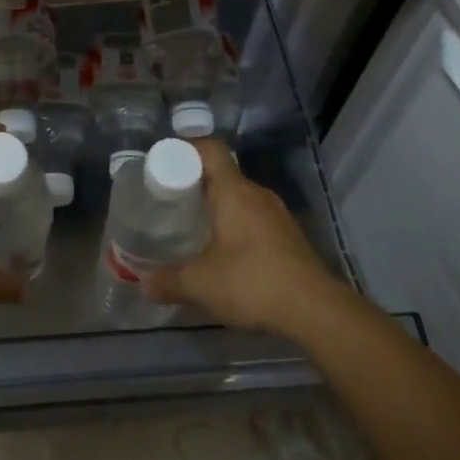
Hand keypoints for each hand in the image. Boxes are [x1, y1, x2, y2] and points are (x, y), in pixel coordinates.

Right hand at [145, 139, 334, 335]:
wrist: (316, 311)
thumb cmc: (252, 283)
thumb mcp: (200, 284)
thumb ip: (167, 281)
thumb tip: (143, 283)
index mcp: (233, 191)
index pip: (210, 148)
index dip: (186, 148)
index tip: (165, 162)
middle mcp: (257, 194)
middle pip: (223, 174)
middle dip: (197, 183)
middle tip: (172, 200)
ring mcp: (278, 215)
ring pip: (241, 198)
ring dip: (219, 207)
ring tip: (196, 227)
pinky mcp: (291, 236)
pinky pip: (256, 218)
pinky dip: (238, 226)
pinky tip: (228, 253)